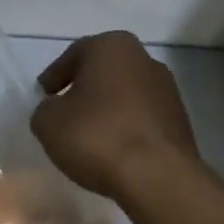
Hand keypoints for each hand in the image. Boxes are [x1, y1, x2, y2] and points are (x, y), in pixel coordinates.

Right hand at [31, 31, 198, 199]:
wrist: (157, 176)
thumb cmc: (97, 137)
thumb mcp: (48, 123)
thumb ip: (45, 109)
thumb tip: (55, 109)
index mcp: (112, 47)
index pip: (74, 55)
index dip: (54, 76)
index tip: (43, 96)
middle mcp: (144, 59)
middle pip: (103, 71)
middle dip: (83, 89)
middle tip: (64, 111)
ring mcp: (167, 89)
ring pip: (124, 93)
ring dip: (106, 108)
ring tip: (89, 135)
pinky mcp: (179, 119)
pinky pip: (141, 117)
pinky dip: (125, 126)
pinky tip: (113, 148)